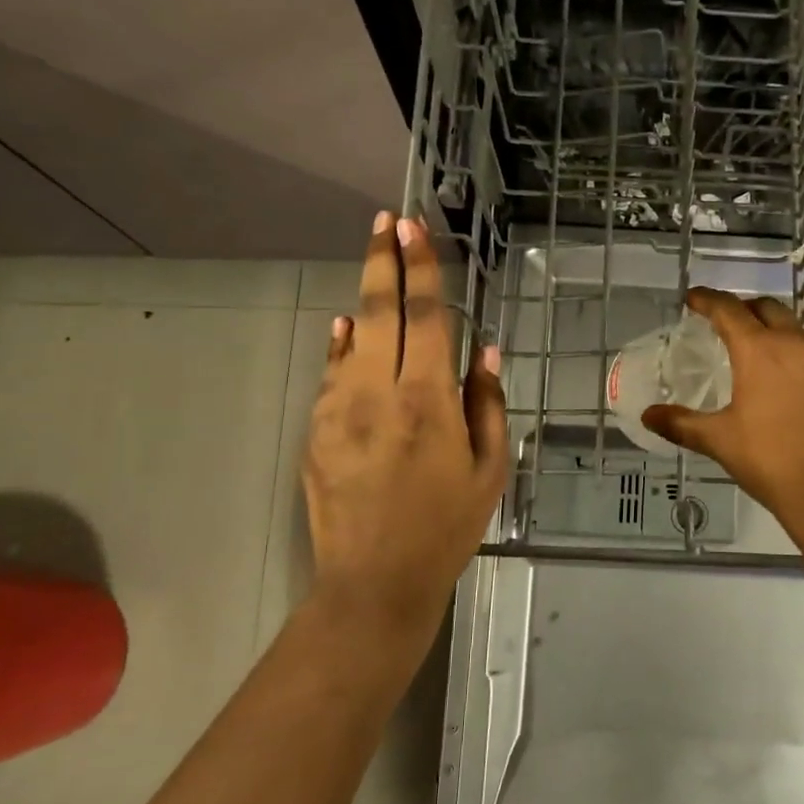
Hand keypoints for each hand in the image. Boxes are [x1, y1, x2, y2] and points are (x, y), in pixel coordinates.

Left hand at [301, 213, 508, 678]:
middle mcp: (377, 393)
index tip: (414, 229)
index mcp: (427, 400)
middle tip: (385, 222)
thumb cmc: (446, 526)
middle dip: (383, 261)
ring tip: (375, 268)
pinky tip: (349, 332)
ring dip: (366, 299)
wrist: (374, 581)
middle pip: (379, 311)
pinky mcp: (315, 432)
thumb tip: (486, 348)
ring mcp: (338, 410)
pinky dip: (343, 346)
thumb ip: (487, 402)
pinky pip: (331, 374)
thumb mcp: (489, 470)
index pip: (425, 317)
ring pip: (351, 339)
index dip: (422, 268)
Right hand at [641, 287, 803, 527]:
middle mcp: (795, 345)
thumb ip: (681, 424)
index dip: (708, 300)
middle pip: (767, 309)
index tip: (693, 298)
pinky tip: (785, 382)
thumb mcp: (719, 440)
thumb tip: (647, 416)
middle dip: (742, 308)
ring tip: (753, 350)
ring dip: (771, 329)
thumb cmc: (770, 459)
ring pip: (794, 329)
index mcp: (760, 350)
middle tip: (723, 321)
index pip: (729, 310)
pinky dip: (793, 354)